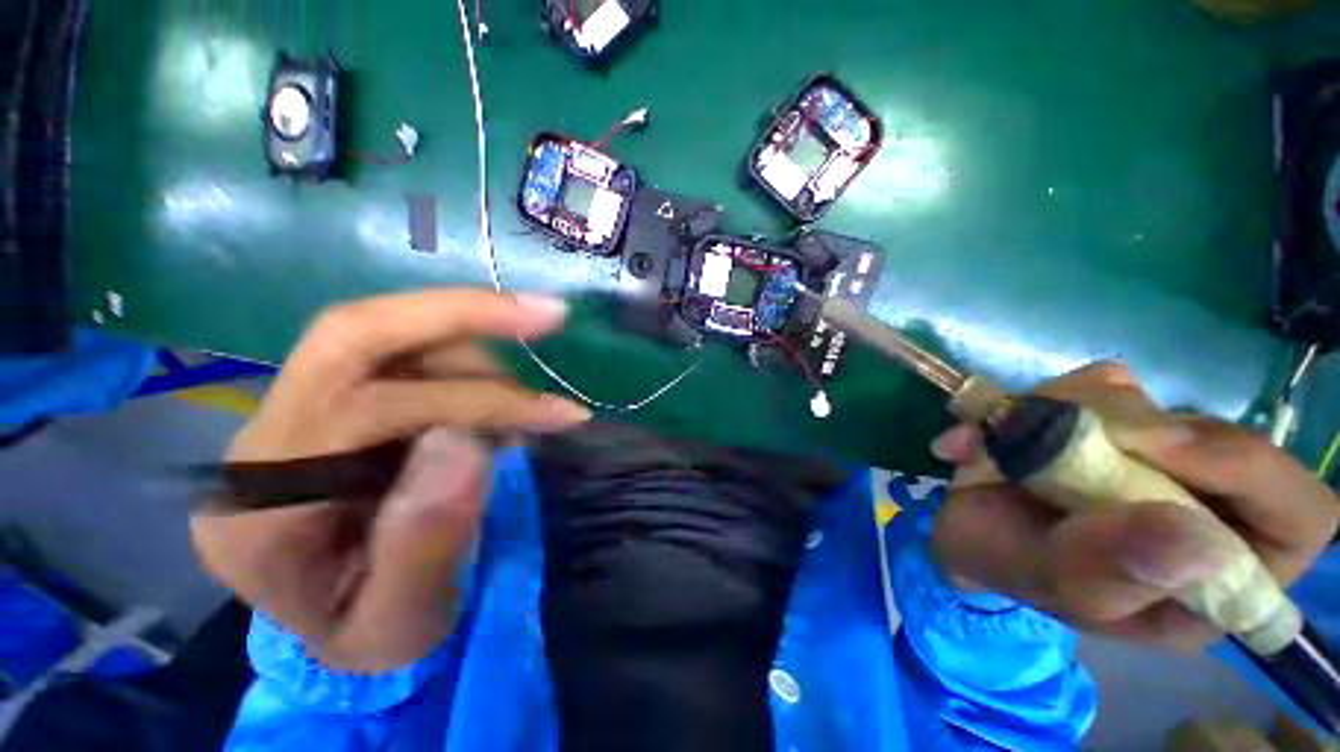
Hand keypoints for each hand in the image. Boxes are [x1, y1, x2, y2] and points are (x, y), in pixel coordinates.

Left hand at [190, 290, 589, 672]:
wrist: (342, 619)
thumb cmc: (371, 633)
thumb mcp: (405, 621)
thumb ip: (426, 540)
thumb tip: (463, 439)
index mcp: (257, 516)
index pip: (359, 413)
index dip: (471, 401)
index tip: (557, 415)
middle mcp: (260, 445)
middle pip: (350, 337)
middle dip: (459, 313)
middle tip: (547, 313)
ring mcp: (290, 413)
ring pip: (386, 335)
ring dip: (478, 354)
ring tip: (527, 408)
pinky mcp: (329, 399)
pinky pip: (402, 352)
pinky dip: (470, 361)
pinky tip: (500, 402)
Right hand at [931, 362, 1339, 648]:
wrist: (963, 530)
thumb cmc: (1012, 569)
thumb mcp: (1054, 585)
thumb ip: (1115, 570)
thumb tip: (1199, 540)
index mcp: (1217, 572)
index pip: (1298, 513)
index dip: (1250, 472)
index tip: (1159, 449)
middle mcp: (1205, 505)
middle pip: (1214, 437)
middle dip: (1127, 432)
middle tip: (1046, 439)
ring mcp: (1157, 454)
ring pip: (1145, 401)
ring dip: (1056, 415)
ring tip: (984, 451)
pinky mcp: (1110, 419)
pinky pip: (1092, 386)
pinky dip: (1030, 403)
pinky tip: (981, 435)